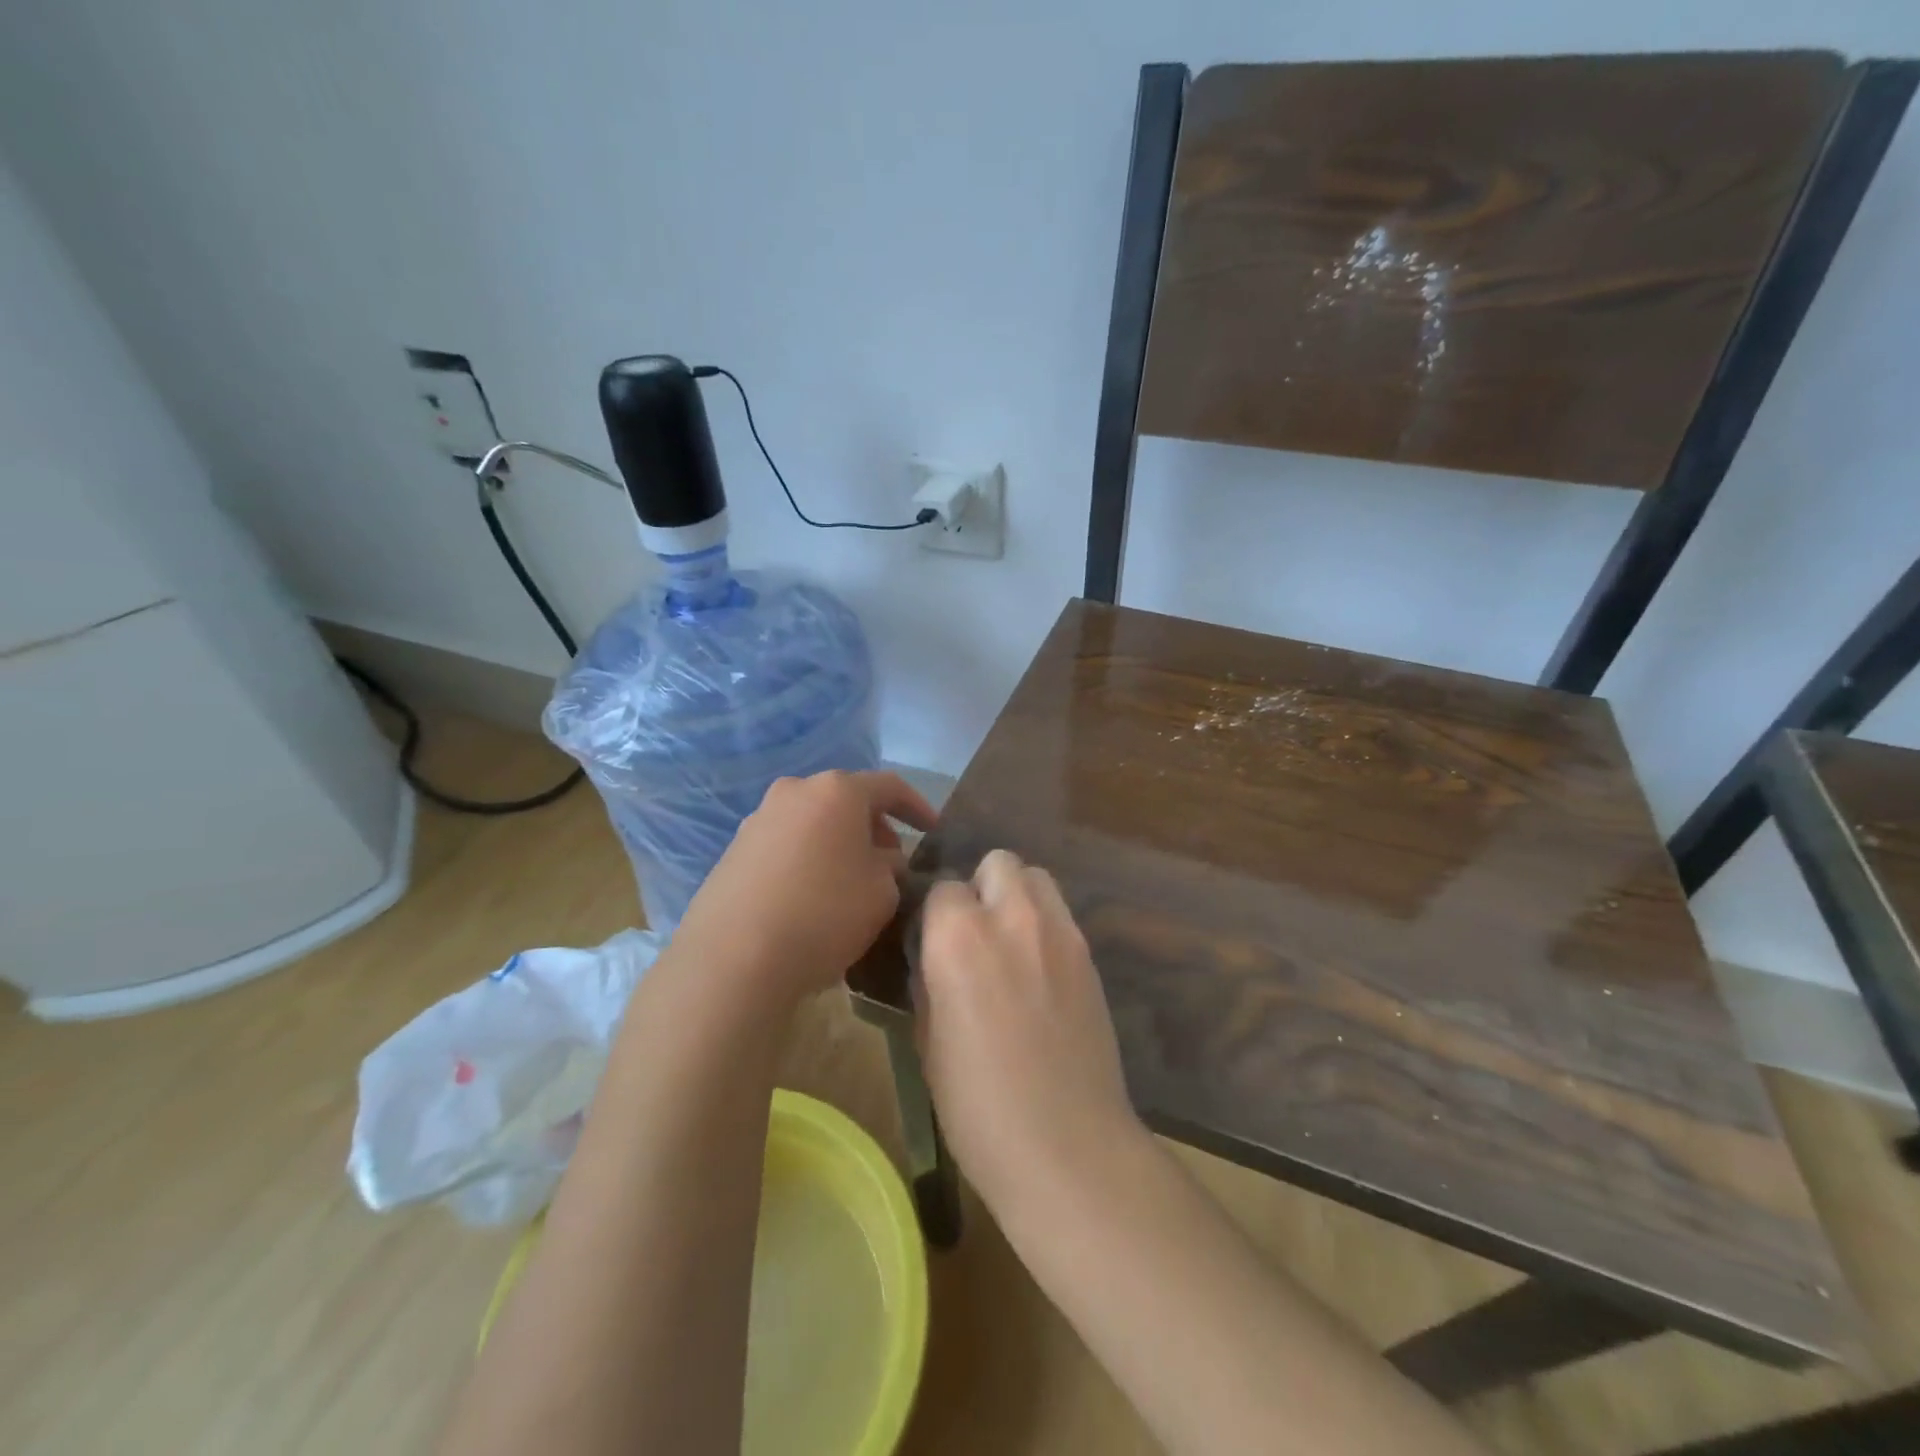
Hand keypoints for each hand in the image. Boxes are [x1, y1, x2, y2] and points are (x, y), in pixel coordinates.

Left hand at [674, 770, 937, 1003]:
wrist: (733, 958)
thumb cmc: (824, 914)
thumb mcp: (882, 893)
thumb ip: (891, 867)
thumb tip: (882, 860)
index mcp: (837, 791)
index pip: (890, 787)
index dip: (917, 807)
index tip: (933, 832)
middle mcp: (795, 792)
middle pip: (847, 801)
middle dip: (875, 828)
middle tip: (892, 863)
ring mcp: (758, 819)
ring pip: (814, 822)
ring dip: (839, 843)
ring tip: (852, 881)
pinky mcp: (734, 850)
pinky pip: (787, 844)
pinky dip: (808, 859)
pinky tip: (813, 895)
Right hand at [914, 849, 1144, 1215]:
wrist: (1067, 1147)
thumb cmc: (978, 1105)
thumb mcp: (928, 1040)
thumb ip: (930, 980)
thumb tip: (934, 957)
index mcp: (959, 937)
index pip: (942, 888)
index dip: (936, 915)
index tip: (935, 944)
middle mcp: (1012, 917)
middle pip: (998, 863)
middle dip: (982, 886)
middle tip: (975, 933)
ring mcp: (1060, 932)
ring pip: (1037, 878)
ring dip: (1018, 896)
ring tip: (1010, 944)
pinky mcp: (1090, 954)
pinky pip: (1061, 915)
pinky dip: (1045, 925)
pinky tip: (1039, 972)